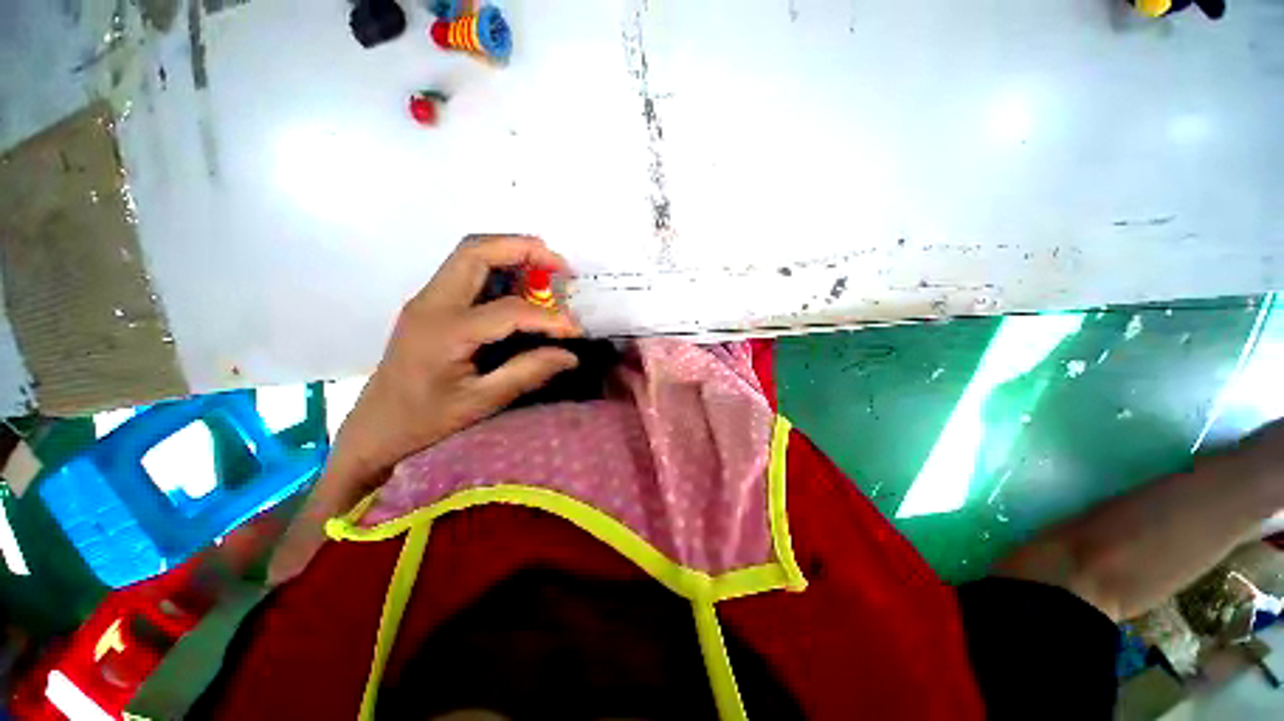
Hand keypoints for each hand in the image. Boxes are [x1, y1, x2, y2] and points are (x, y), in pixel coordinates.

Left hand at [268, 235, 581, 583]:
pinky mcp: (427, 310)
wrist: (365, 440)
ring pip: (468, 256)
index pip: (504, 311)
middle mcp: (428, 306)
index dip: (547, 317)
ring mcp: (424, 304)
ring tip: (548, 269)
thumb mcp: (477, 409)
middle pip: (473, 251)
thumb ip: (524, 373)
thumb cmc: (417, 433)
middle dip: (522, 248)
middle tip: (560, 262)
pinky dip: (500, 272)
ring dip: (511, 255)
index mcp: (438, 335)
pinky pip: (467, 275)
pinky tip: (522, 289)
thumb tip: (565, 349)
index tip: (577, 328)